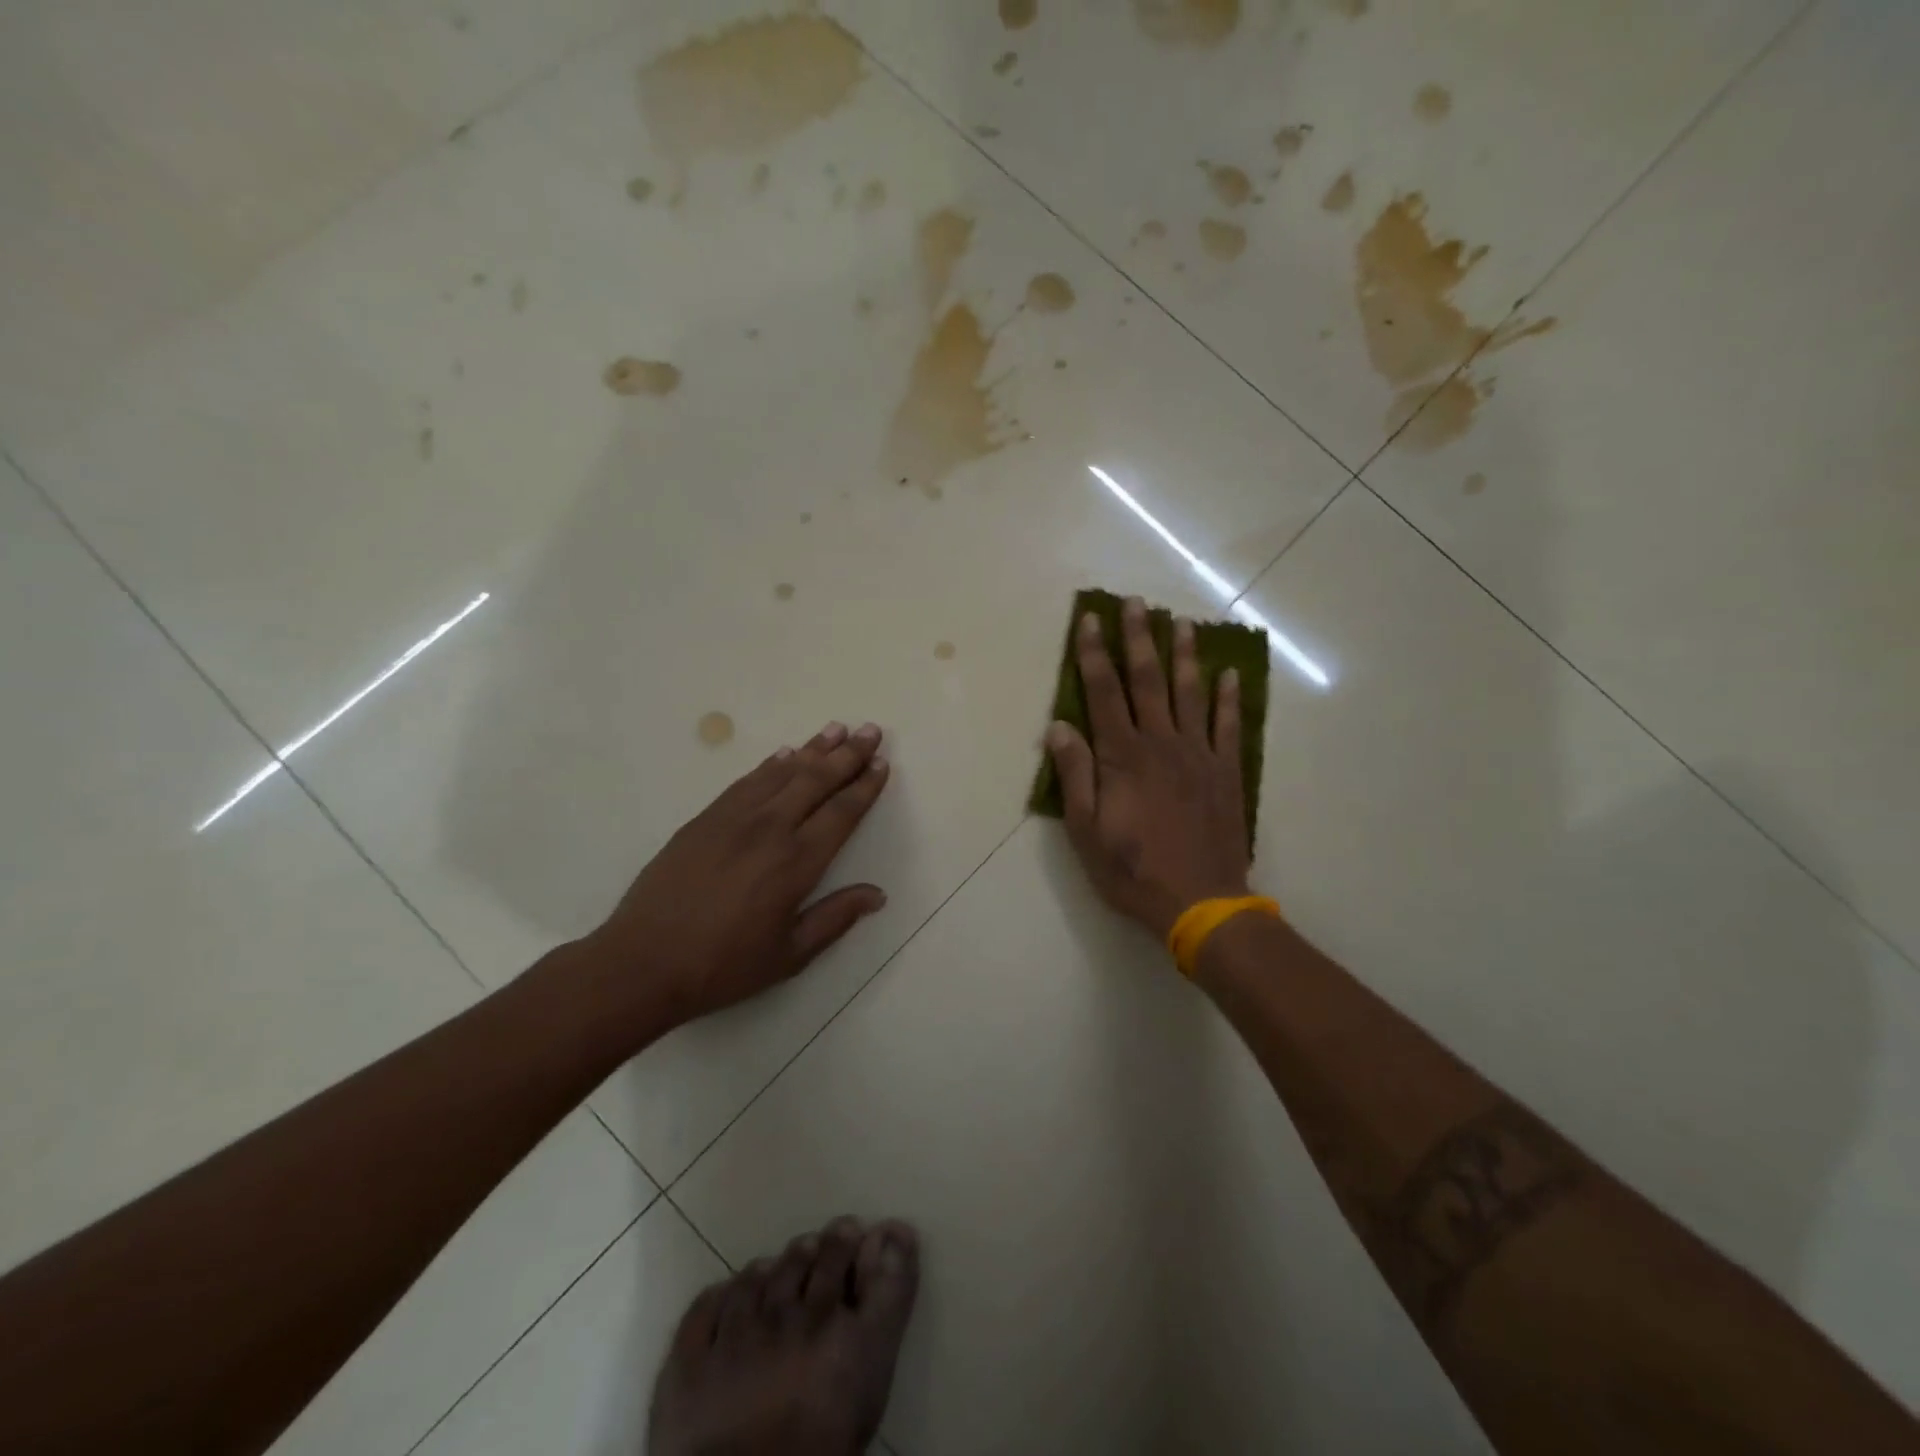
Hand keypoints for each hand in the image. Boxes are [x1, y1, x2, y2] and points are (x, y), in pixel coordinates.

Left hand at [581, 721, 891, 1031]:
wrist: (643, 962)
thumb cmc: (723, 965)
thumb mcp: (790, 955)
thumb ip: (835, 918)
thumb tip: (878, 894)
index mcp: (797, 863)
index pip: (842, 813)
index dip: (865, 786)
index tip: (882, 764)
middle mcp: (770, 829)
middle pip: (817, 781)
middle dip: (848, 754)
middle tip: (870, 731)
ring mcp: (734, 819)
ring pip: (783, 772)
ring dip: (813, 749)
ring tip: (836, 729)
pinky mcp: (705, 818)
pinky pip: (748, 781)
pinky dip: (771, 764)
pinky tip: (786, 753)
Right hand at [1046, 598, 1250, 939]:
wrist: (1201, 902)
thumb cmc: (1133, 870)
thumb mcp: (1086, 831)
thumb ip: (1075, 776)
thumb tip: (1059, 726)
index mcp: (1123, 757)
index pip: (1104, 692)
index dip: (1095, 653)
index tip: (1091, 619)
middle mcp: (1161, 744)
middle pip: (1148, 681)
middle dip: (1139, 639)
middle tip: (1137, 602)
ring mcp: (1198, 755)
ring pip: (1190, 693)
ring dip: (1185, 656)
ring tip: (1182, 623)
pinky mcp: (1226, 772)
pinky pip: (1227, 726)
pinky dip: (1228, 698)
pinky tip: (1229, 673)